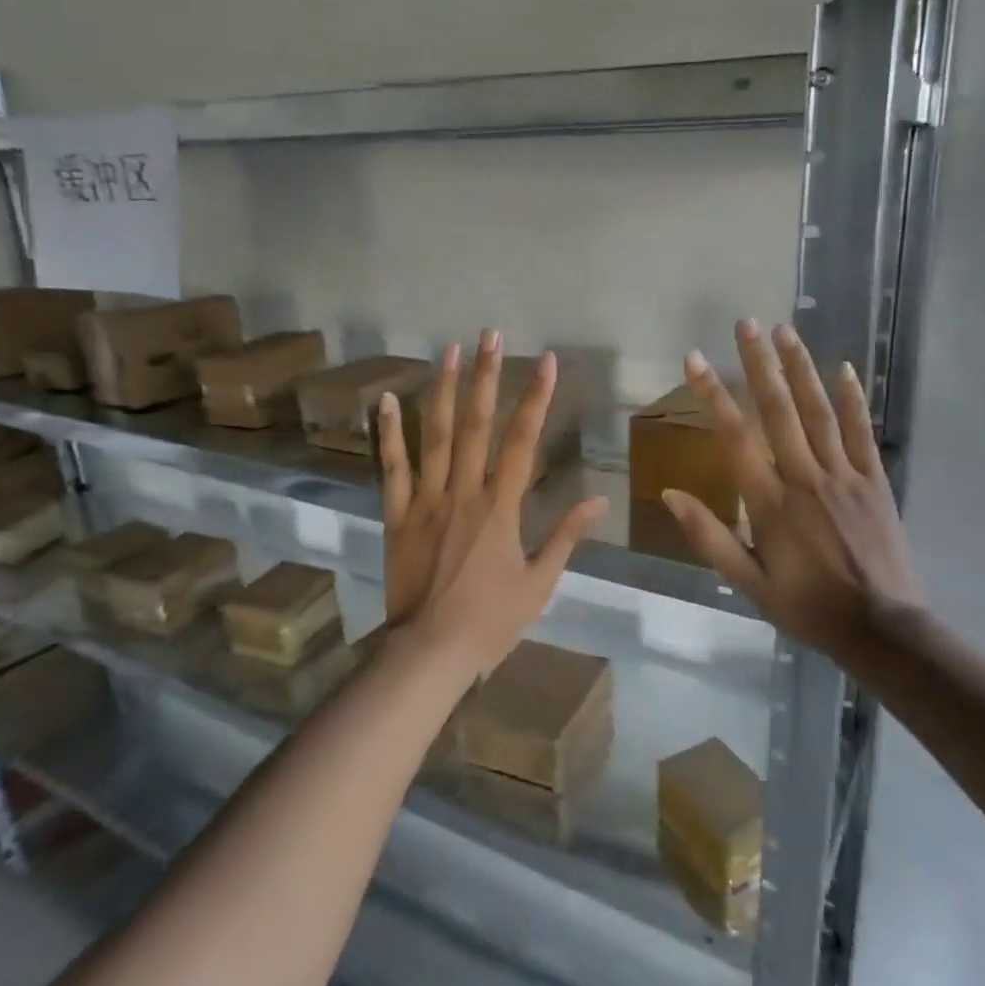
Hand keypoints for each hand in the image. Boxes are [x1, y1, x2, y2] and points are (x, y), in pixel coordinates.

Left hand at [377, 329, 606, 682]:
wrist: (430, 651)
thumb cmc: (491, 620)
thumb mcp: (540, 582)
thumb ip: (566, 536)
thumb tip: (597, 499)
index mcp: (501, 508)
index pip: (522, 442)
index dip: (536, 399)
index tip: (546, 362)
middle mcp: (463, 492)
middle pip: (476, 425)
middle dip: (486, 376)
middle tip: (490, 335)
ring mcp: (425, 500)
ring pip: (434, 436)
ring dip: (442, 390)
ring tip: (448, 351)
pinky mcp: (395, 515)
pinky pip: (392, 467)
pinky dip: (389, 433)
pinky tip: (387, 399)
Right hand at [660, 319, 922, 657]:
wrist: (881, 628)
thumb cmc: (807, 607)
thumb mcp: (748, 583)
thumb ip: (709, 537)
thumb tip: (671, 495)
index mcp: (770, 503)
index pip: (735, 438)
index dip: (713, 394)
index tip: (696, 359)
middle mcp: (805, 478)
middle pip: (779, 411)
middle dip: (759, 364)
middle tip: (746, 324)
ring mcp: (844, 476)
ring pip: (819, 412)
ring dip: (800, 369)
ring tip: (785, 331)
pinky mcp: (874, 481)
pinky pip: (861, 432)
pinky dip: (852, 398)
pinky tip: (843, 368)